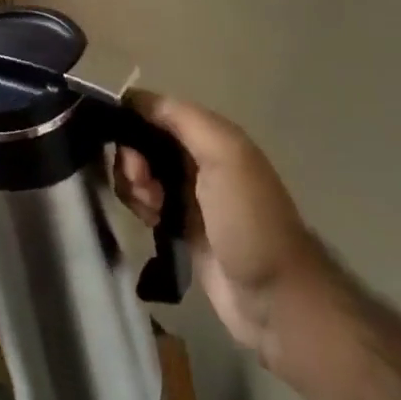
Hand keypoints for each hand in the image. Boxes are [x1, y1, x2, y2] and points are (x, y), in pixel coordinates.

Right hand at [114, 93, 326, 368]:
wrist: (275, 299)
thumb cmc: (249, 220)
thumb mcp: (225, 156)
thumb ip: (182, 119)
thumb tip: (134, 99)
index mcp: (211, 136)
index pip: (155, 109)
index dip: (133, 120)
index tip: (125, 144)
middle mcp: (197, 158)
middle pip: (143, 140)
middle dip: (132, 157)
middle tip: (142, 183)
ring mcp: (188, 193)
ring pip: (140, 171)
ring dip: (133, 184)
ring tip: (150, 208)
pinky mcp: (179, 225)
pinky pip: (144, 200)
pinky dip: (138, 204)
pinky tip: (149, 220)